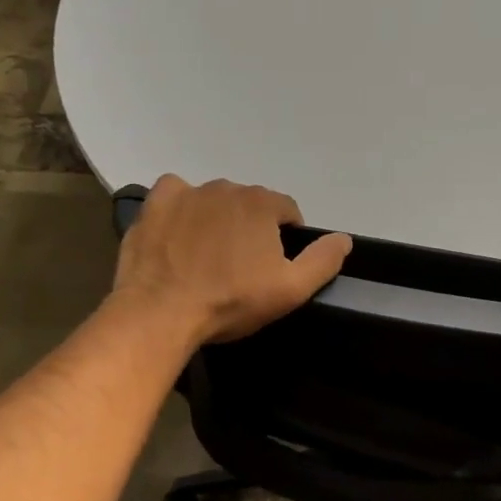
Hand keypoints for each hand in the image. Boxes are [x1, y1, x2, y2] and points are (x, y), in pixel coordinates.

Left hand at [112, 176, 351, 345]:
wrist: (161, 312)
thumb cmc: (230, 301)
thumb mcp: (290, 289)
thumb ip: (322, 260)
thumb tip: (344, 238)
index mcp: (262, 204)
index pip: (287, 211)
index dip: (285, 238)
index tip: (272, 266)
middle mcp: (227, 188)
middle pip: (249, 204)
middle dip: (249, 229)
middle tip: (238, 267)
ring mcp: (188, 192)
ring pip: (214, 200)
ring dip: (216, 220)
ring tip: (205, 257)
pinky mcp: (156, 203)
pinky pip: (176, 194)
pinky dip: (180, 208)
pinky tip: (177, 233)